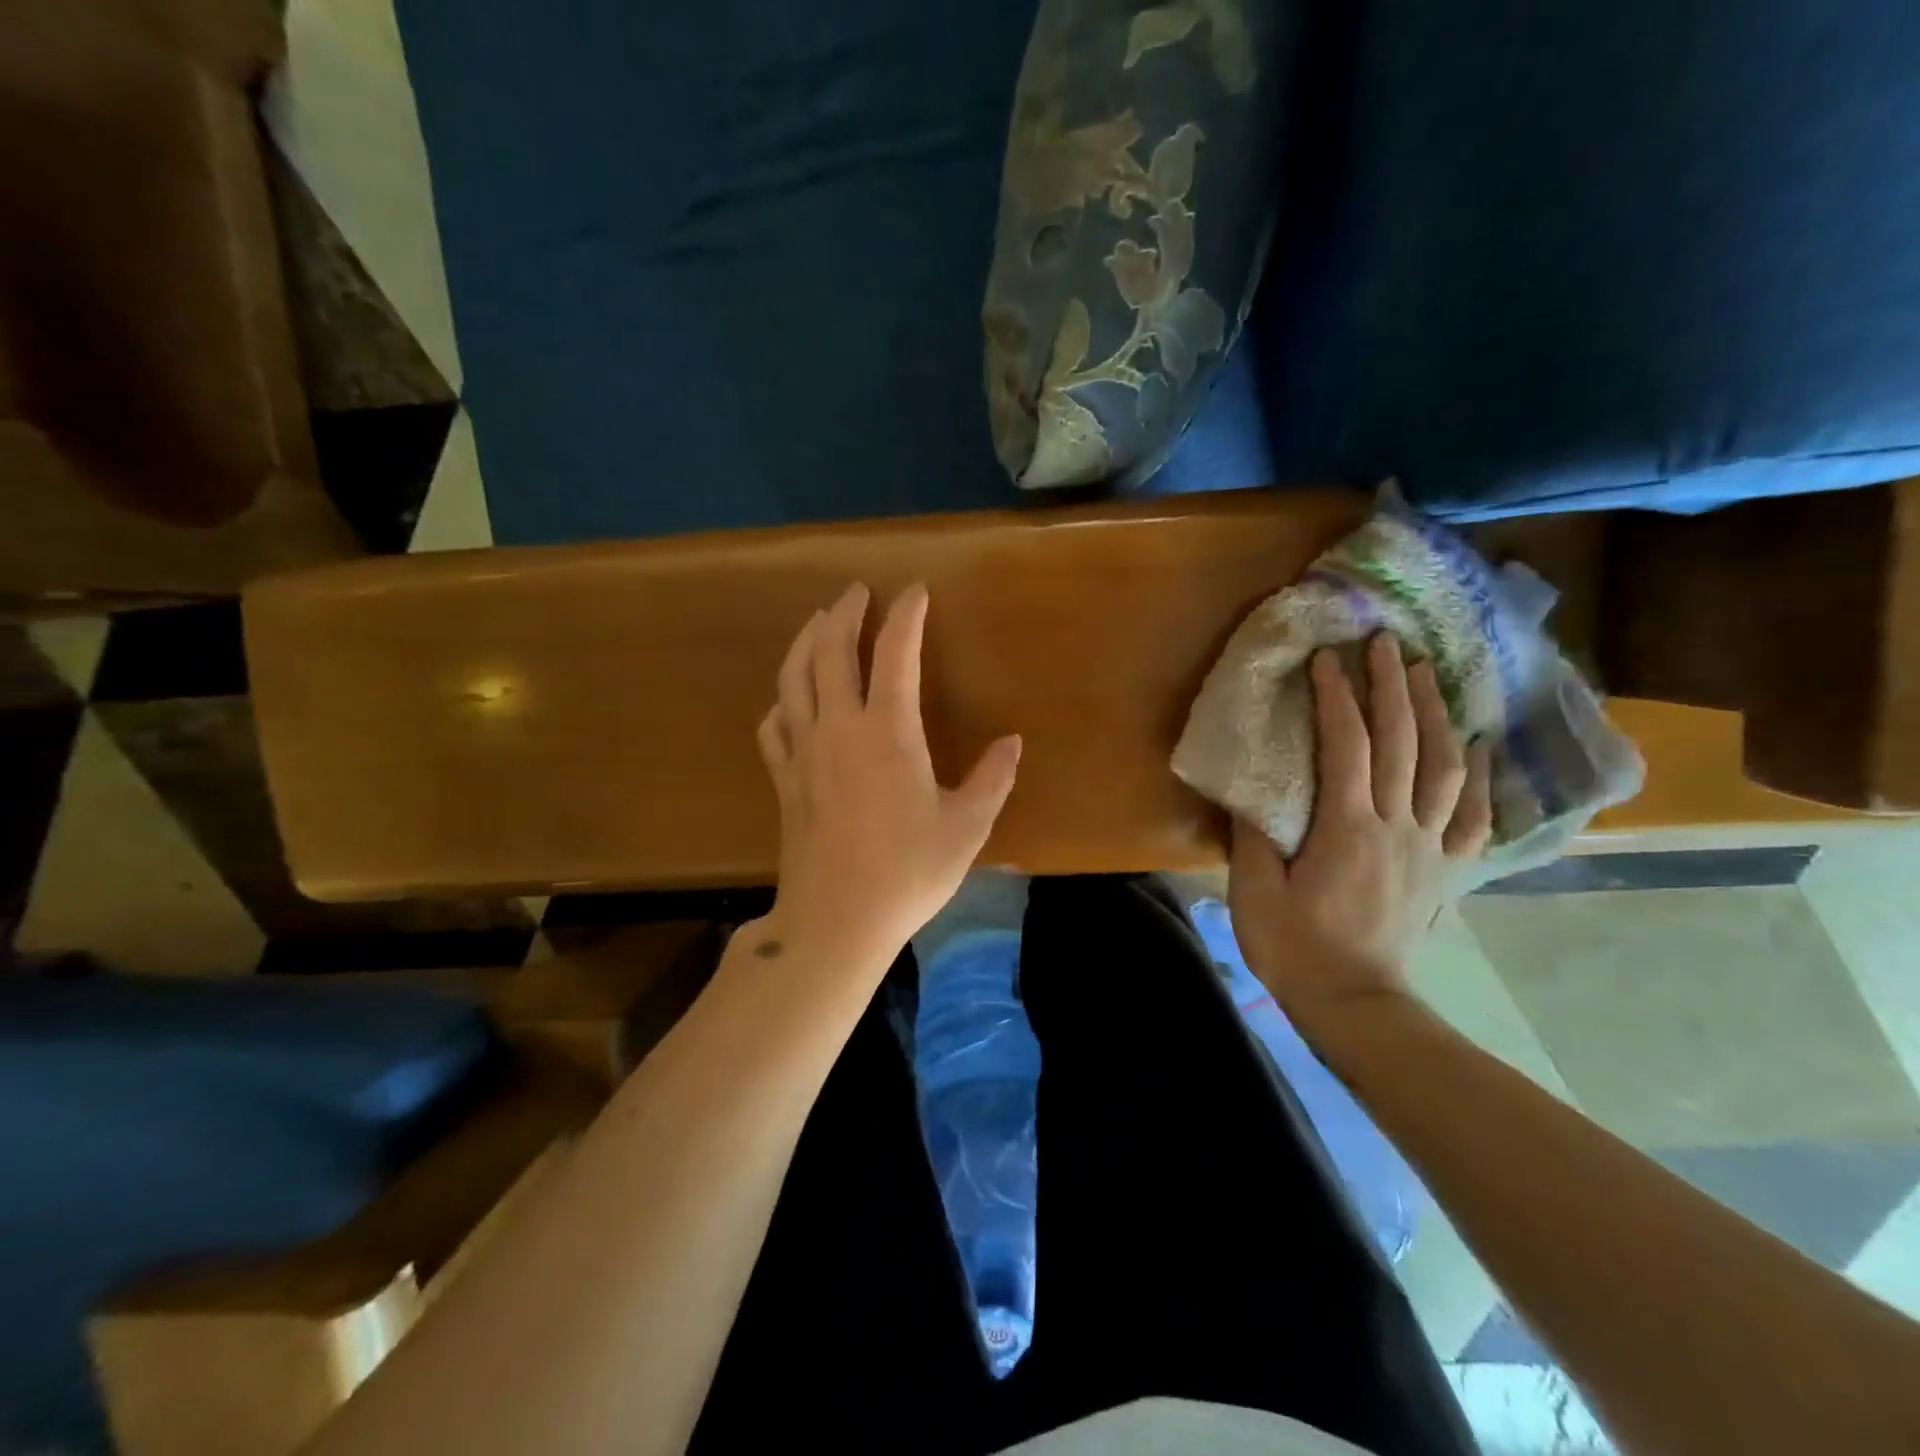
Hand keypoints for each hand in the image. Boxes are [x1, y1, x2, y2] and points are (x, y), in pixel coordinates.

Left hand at [754, 582, 1022, 971]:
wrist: (836, 921)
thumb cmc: (908, 872)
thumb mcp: (966, 827)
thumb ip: (992, 779)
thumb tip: (1012, 742)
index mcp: (888, 731)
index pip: (895, 653)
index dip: (906, 616)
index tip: (915, 592)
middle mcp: (839, 728)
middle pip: (831, 652)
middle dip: (845, 613)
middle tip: (857, 592)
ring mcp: (804, 752)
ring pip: (794, 678)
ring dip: (806, 642)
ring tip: (818, 622)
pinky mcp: (784, 780)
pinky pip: (774, 726)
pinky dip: (782, 700)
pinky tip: (788, 699)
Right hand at [1229, 635, 1491, 1029]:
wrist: (1354, 1003)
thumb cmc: (1294, 946)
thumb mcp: (1255, 890)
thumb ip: (1254, 834)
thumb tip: (1253, 787)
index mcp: (1347, 827)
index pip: (1347, 746)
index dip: (1338, 697)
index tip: (1329, 658)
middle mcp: (1397, 826)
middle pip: (1403, 743)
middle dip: (1394, 687)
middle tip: (1388, 644)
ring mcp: (1429, 848)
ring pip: (1445, 768)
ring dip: (1437, 715)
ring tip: (1429, 676)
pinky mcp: (1445, 870)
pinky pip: (1473, 816)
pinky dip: (1481, 777)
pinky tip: (1480, 748)